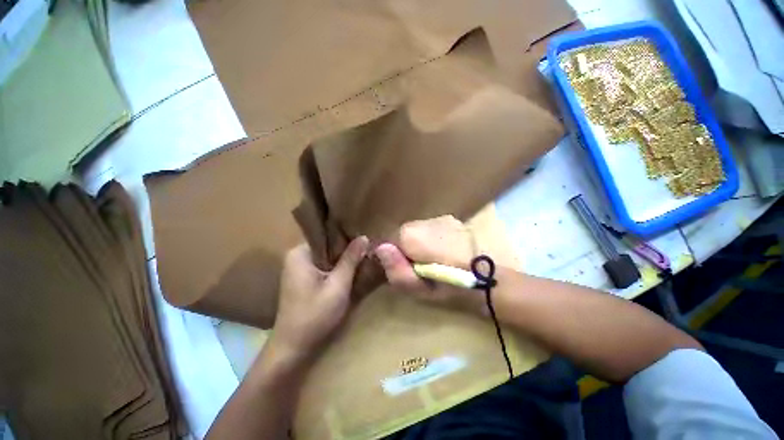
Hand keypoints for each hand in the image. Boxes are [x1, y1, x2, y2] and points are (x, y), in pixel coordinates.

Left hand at [271, 236, 369, 358]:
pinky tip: (350, 270)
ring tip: (362, 256)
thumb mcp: (338, 285)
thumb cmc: (315, 315)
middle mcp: (296, 255)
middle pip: (327, 245)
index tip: (364, 237)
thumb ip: (350, 259)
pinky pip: (323, 265)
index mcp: (300, 252)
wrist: (293, 348)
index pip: (327, 235)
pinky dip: (336, 267)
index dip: (347, 236)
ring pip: (327, 256)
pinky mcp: (302, 278)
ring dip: (343, 258)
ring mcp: (298, 267)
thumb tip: (364, 237)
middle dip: (346, 248)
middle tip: (367, 248)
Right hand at [374, 215, 485, 313]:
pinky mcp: (451, 220)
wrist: (489, 279)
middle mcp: (425, 221)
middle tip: (415, 267)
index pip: (387, 239)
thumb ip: (397, 270)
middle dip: (403, 248)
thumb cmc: (452, 289)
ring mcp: (441, 218)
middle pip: (402, 232)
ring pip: (417, 230)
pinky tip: (441, 251)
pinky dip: (430, 238)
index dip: (390, 255)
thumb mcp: (420, 290)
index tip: (399, 268)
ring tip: (430, 260)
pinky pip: (430, 228)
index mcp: (413, 235)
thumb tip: (380, 249)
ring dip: (417, 243)